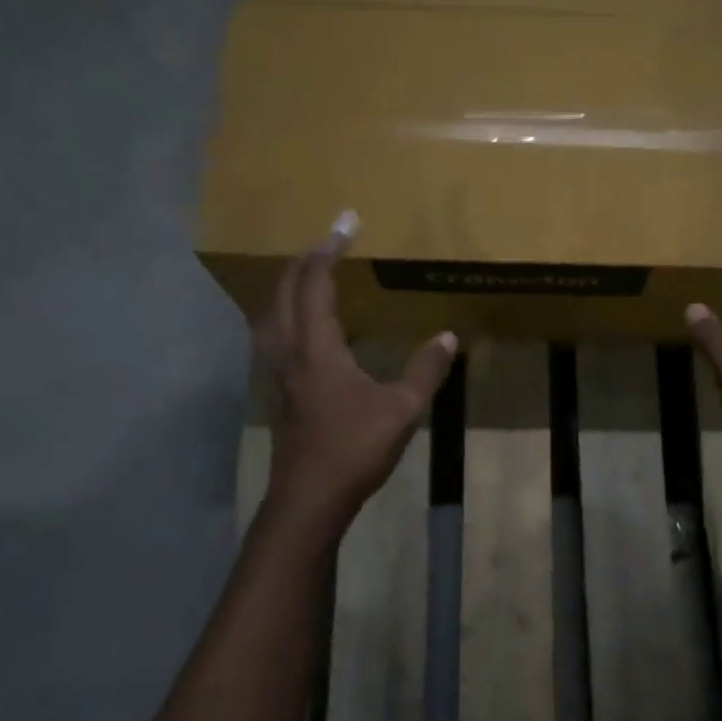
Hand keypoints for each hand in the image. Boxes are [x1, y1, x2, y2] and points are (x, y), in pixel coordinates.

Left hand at [257, 213, 457, 530]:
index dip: (329, 249)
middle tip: (331, 239)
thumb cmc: (353, 450)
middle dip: (306, 258)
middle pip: (285, 290)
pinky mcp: (279, 389)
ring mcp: (277, 371)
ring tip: (314, 272)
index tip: (347, 222)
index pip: (315, 283)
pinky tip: (307, 325)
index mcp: (316, 347)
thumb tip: (448, 337)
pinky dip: (288, 311)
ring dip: (291, 284)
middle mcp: (288, 350)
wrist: (308, 499)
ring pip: (273, 312)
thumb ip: (425, 370)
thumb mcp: (402, 409)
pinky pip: (275, 333)